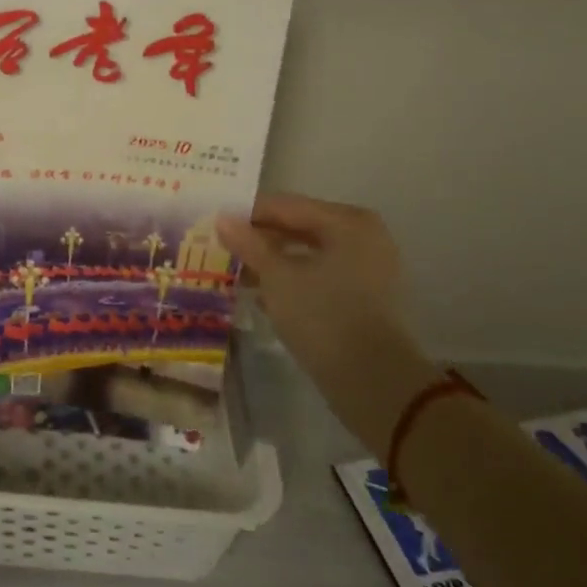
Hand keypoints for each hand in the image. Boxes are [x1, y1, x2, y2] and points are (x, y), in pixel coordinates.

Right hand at [217, 194, 437, 456]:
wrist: (373, 381)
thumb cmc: (323, 316)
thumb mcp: (277, 276)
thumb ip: (248, 243)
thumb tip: (221, 218)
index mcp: (347, 222)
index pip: (285, 206)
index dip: (246, 214)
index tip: (213, 223)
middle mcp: (362, 237)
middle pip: (298, 228)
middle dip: (259, 239)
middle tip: (221, 247)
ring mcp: (367, 268)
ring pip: (307, 254)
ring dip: (271, 262)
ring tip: (235, 272)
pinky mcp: (364, 298)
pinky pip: (318, 276)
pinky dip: (291, 281)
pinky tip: (260, 295)